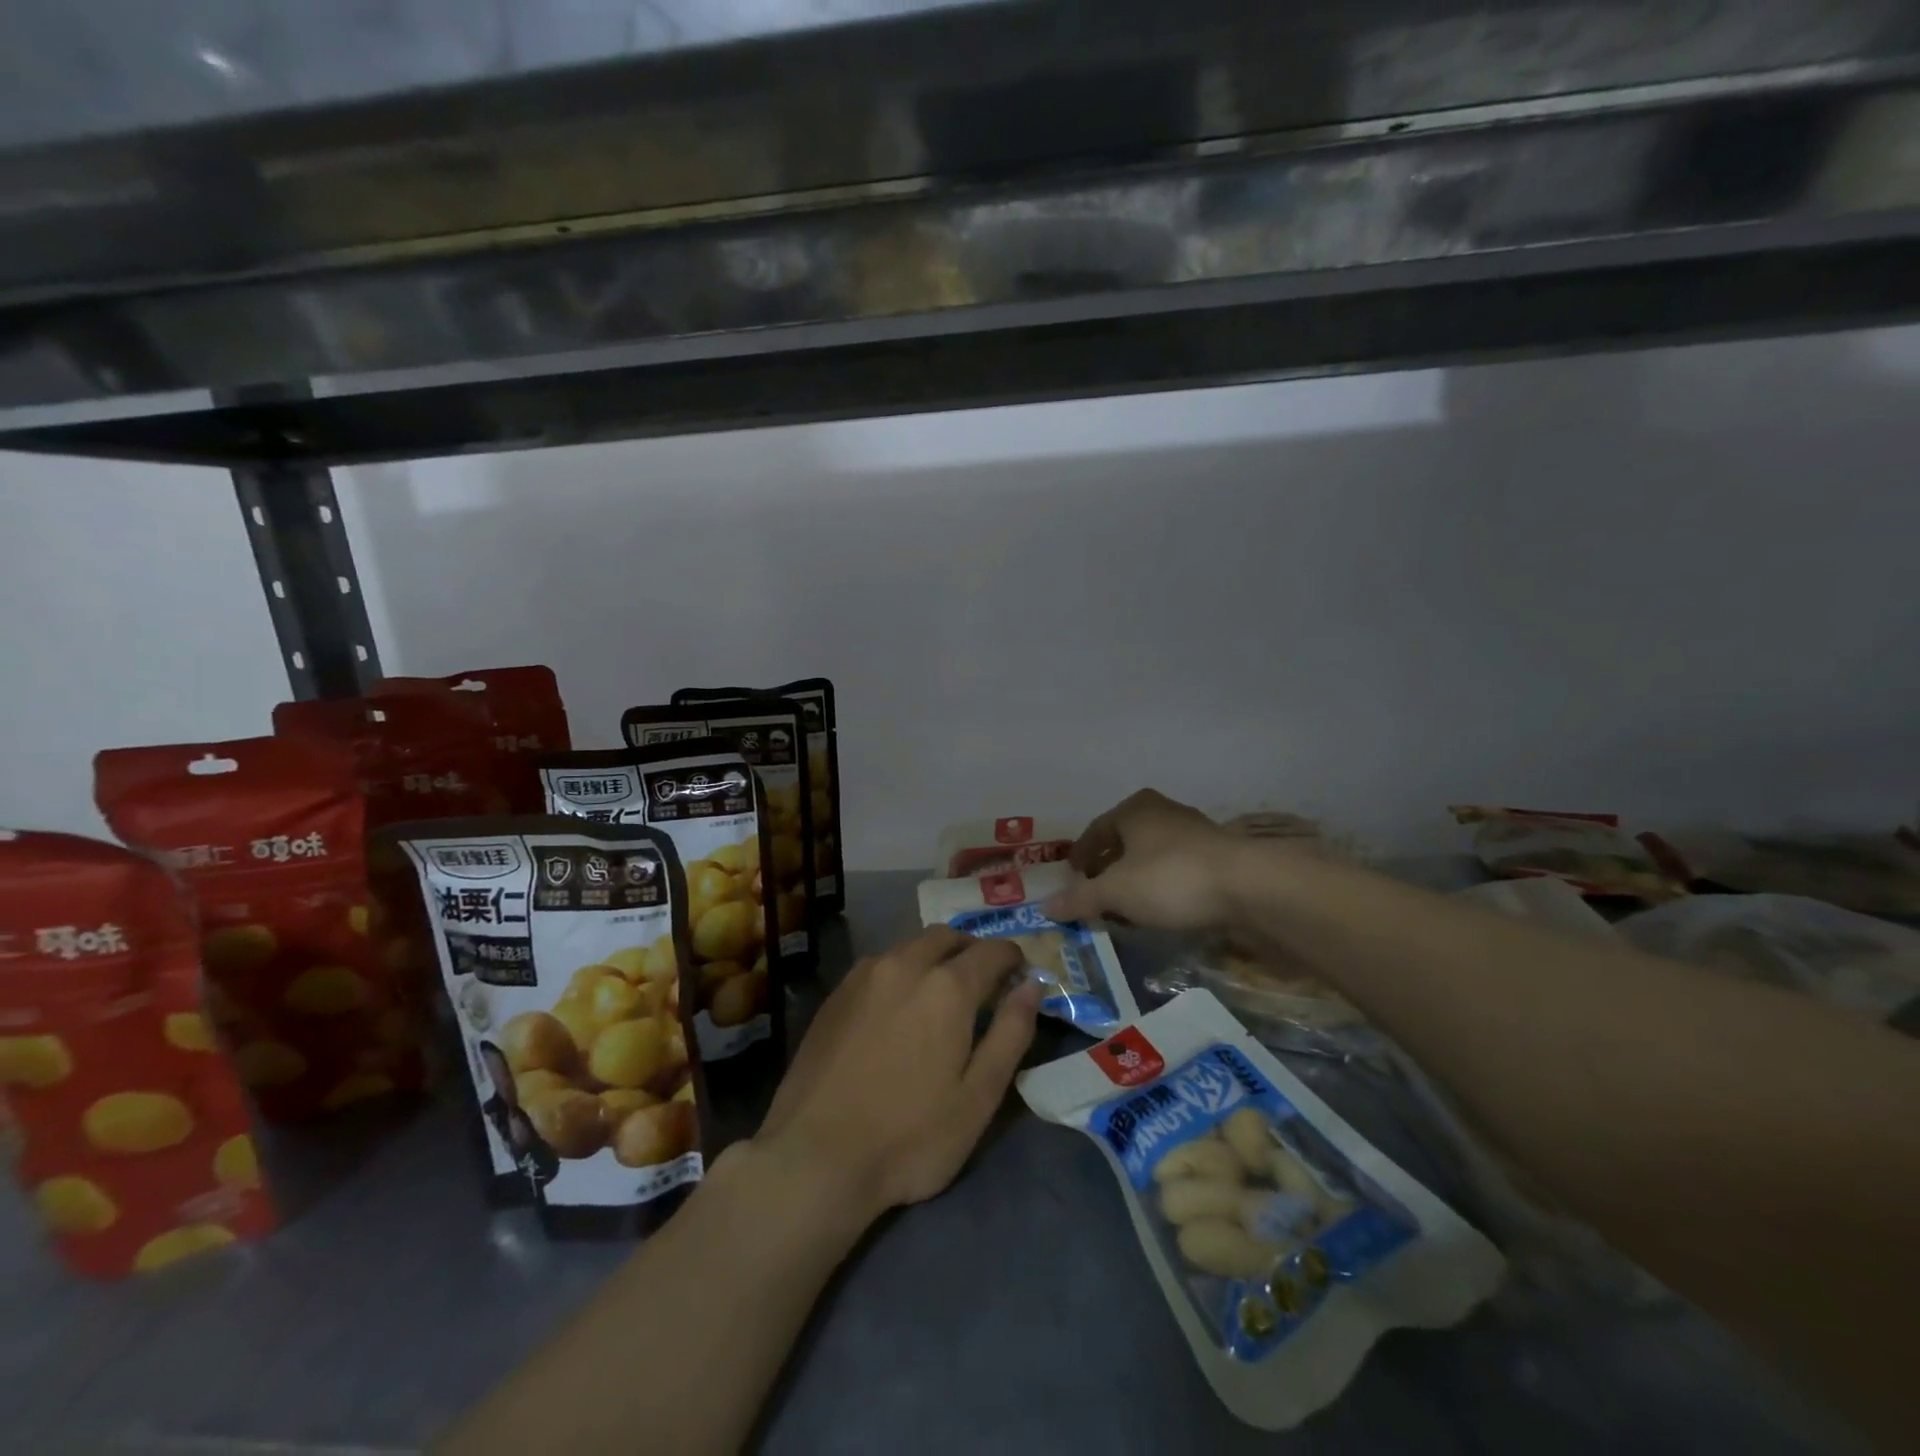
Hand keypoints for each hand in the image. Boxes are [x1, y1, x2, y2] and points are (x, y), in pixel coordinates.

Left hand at [755, 929, 1040, 1221]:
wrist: (814, 1157)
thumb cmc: (909, 1136)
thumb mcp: (978, 1097)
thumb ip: (1010, 1033)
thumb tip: (1032, 986)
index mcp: (947, 987)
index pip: (992, 951)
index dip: (1013, 959)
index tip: (1020, 975)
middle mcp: (905, 964)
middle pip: (948, 937)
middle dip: (972, 951)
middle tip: (983, 983)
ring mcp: (865, 975)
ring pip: (911, 946)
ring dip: (935, 957)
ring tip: (941, 995)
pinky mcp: (836, 993)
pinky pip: (881, 964)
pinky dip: (902, 971)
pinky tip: (899, 1008)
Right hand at [1044, 789, 1240, 931]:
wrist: (1248, 886)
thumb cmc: (1170, 878)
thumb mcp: (1116, 892)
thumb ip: (1080, 898)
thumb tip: (1045, 907)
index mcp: (1135, 810)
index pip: (1097, 829)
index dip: (1081, 853)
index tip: (1071, 874)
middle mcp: (1164, 813)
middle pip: (1125, 841)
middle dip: (1108, 868)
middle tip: (1095, 893)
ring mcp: (1195, 833)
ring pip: (1152, 856)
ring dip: (1136, 880)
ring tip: (1125, 907)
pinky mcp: (1219, 858)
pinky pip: (1177, 871)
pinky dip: (1162, 888)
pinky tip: (1160, 911)